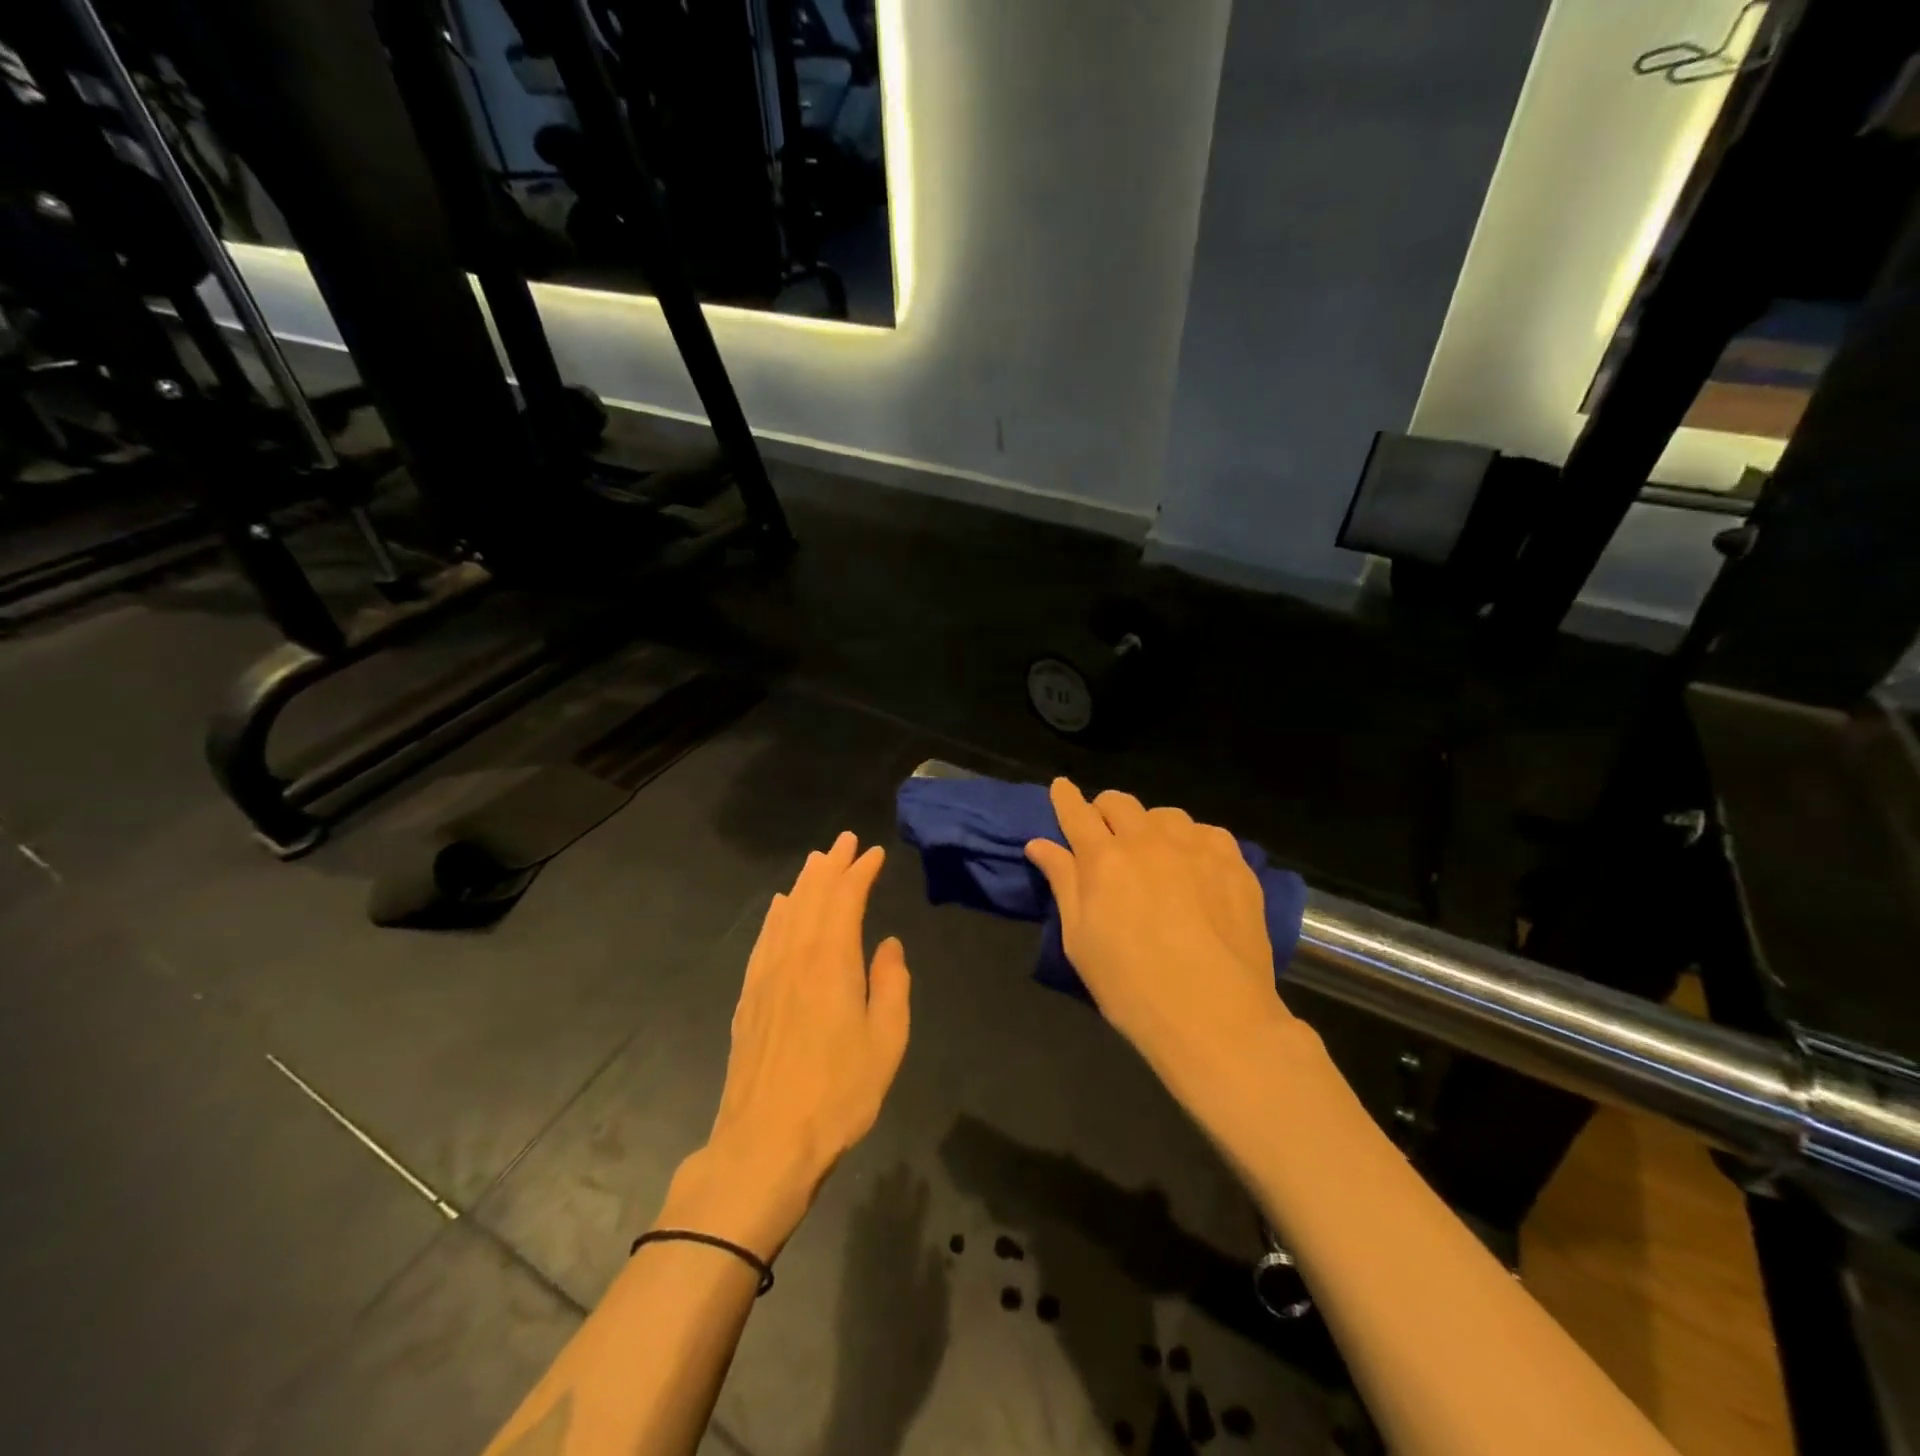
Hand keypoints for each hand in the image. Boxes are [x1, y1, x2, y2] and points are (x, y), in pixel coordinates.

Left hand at [662, 832, 911, 1258]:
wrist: (765, 1143)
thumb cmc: (838, 1093)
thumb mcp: (886, 1040)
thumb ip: (891, 984)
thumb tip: (888, 945)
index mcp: (831, 960)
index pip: (845, 898)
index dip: (860, 871)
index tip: (874, 852)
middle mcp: (794, 956)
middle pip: (812, 896)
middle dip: (831, 865)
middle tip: (845, 841)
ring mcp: (765, 976)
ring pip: (786, 913)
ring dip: (804, 883)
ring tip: (817, 862)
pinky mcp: (748, 998)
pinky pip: (764, 939)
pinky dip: (776, 915)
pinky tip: (780, 909)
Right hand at [1025, 779, 1300, 1094]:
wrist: (1215, 1016)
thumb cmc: (1131, 987)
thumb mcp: (1080, 941)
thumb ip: (1063, 883)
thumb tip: (1039, 844)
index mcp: (1103, 859)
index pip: (1076, 812)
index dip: (1065, 797)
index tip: (1061, 787)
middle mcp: (1147, 841)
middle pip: (1119, 802)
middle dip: (1105, 810)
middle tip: (1105, 834)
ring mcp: (1195, 847)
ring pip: (1165, 814)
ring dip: (1150, 826)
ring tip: (1154, 853)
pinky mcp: (1234, 863)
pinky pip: (1207, 832)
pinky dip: (1193, 841)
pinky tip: (1196, 867)